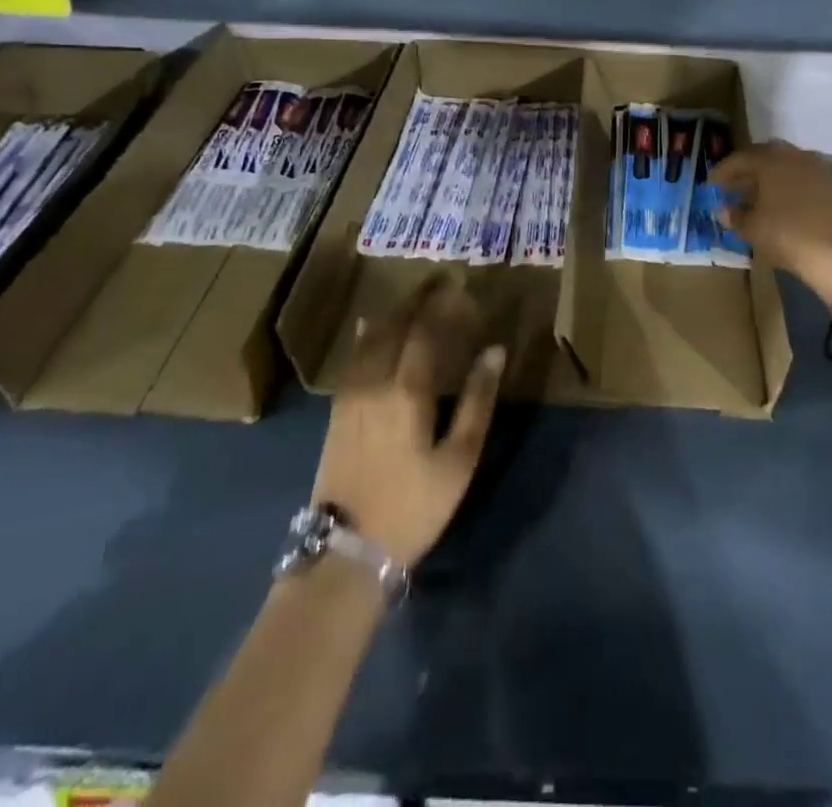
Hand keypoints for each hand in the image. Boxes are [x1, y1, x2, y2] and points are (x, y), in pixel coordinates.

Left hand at [311, 274, 504, 568]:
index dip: (441, 304)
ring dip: (392, 312)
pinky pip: (353, 357)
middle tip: (437, 280)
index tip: (458, 283)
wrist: (347, 551)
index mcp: (408, 390)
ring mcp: (350, 395)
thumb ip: (478, 400)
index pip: (425, 330)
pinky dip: (367, 334)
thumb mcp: (459, 458)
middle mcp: (374, 382)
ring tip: (411, 297)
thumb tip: (495, 351)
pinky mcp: (336, 411)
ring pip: (370, 338)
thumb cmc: (414, 506)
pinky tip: (370, 326)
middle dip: (416, 299)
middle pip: (394, 326)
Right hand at [712, 141, 831, 302]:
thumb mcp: (753, 229)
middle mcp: (794, 156)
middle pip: (764, 156)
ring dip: (768, 177)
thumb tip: (724, 210)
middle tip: (732, 187)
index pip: (739, 159)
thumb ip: (734, 216)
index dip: (722, 172)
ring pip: (785, 165)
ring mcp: (817, 168)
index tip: (711, 185)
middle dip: (746, 170)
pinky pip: (802, 177)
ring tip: (755, 196)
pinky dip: (787, 185)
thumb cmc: (788, 236)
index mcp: (771, 160)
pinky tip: (781, 203)